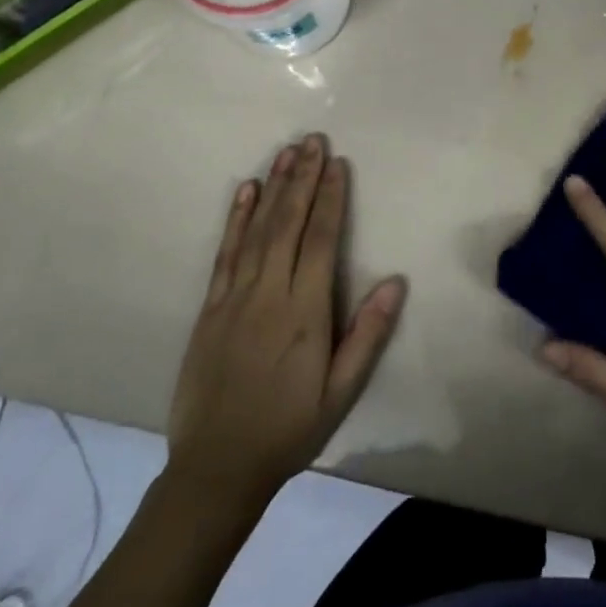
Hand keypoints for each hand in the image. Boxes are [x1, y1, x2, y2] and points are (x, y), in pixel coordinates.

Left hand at [167, 134, 405, 502]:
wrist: (216, 466)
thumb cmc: (289, 429)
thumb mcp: (340, 392)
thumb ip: (367, 335)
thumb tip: (395, 282)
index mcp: (304, 312)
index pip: (320, 241)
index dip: (330, 198)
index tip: (337, 163)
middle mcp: (268, 293)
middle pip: (288, 224)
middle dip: (303, 178)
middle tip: (312, 139)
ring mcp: (234, 297)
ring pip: (257, 230)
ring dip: (273, 187)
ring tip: (285, 151)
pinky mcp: (210, 306)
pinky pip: (225, 253)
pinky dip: (236, 219)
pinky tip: (245, 191)